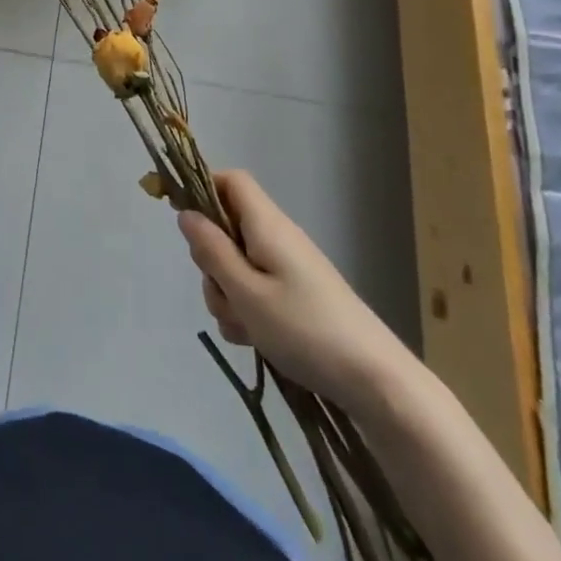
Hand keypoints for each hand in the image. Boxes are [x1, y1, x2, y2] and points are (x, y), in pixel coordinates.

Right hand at [179, 171, 399, 399]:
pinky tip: (255, 339)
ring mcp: (288, 267)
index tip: (186, 223)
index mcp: (267, 224)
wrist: (374, 379)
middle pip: (227, 228)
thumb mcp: (246, 293)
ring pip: (237, 265)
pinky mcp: (296, 294)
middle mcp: (277, 237)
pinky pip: (256, 289)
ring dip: (228, 294)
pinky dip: (248, 310)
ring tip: (245, 328)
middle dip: (211, 261)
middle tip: (223, 294)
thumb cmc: (305, 330)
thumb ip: (212, 251)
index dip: (203, 189)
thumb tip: (186, 214)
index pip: (231, 180)